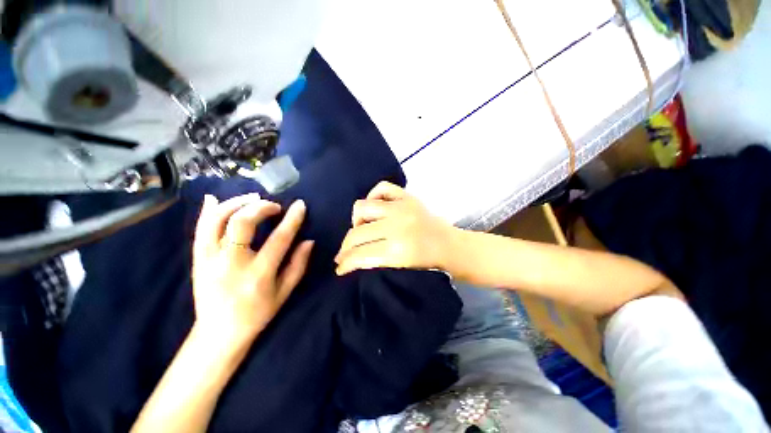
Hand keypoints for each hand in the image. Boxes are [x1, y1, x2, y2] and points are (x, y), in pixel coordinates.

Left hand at [192, 194, 313, 347]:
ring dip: (236, 204)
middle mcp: (231, 264)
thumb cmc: (257, 313)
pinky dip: (208, 211)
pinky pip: (200, 229)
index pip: (279, 239)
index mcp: (258, 275)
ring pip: (217, 221)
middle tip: (274, 206)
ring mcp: (209, 260)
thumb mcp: (285, 292)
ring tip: (252, 199)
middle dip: (261, 207)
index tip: (300, 205)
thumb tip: (308, 240)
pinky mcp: (197, 260)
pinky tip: (216, 198)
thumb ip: (298, 265)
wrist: (218, 333)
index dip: (292, 219)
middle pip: (242, 223)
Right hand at [334, 182, 457, 275]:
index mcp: (398, 251)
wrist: (452, 247)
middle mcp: (397, 225)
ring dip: (356, 221)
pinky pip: (382, 188)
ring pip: (362, 208)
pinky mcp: (407, 196)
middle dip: (345, 248)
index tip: (339, 268)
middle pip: (357, 233)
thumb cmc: (430, 265)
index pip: (359, 255)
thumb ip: (374, 264)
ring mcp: (402, 207)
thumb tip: (351, 260)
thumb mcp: (401, 271)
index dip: (345, 263)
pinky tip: (375, 208)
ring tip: (361, 230)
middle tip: (344, 255)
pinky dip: (373, 196)